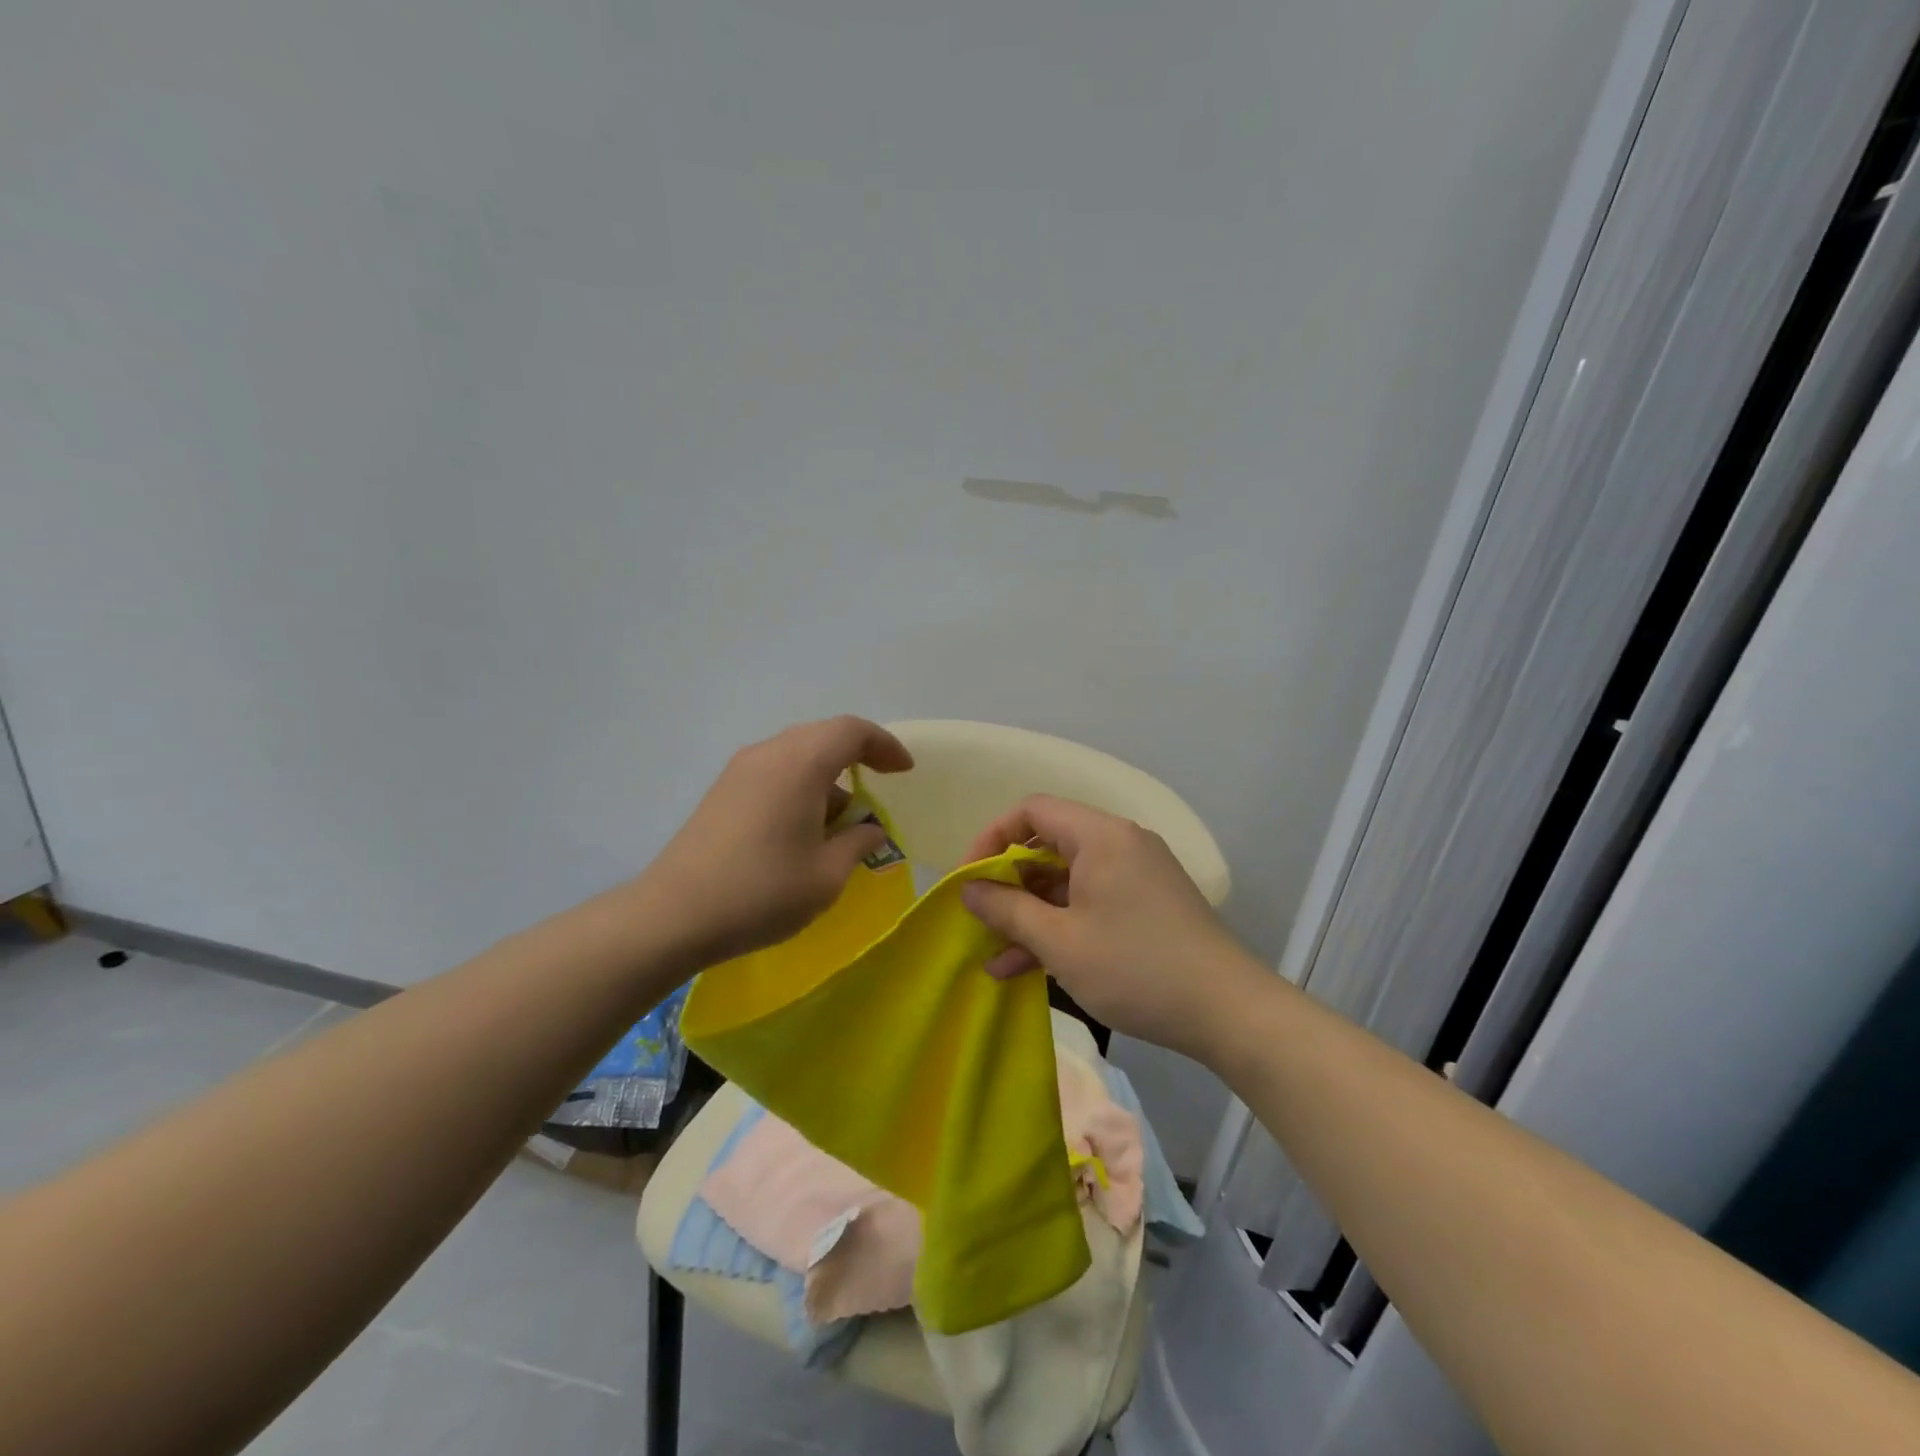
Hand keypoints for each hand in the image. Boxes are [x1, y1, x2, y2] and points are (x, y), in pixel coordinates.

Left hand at [647, 716, 913, 967]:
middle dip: (857, 758)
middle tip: (878, 790)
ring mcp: (740, 770)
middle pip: (823, 737)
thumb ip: (858, 843)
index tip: (904, 771)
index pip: (852, 731)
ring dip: (827, 778)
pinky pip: (774, 771)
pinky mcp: (722, 791)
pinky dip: (800, 787)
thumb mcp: (827, 875)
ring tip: (840, 824)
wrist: (674, 915)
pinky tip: (802, 829)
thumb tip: (871, 830)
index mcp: (801, 763)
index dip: (884, 746)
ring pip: (797, 755)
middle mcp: (769, 753)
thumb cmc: (762, 892)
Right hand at [960, 796, 1260, 1058]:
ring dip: (1031, 913)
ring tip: (995, 955)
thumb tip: (968, 889)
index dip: (992, 839)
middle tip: (980, 918)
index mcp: (1100, 836)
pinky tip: (1029, 967)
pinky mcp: (1146, 905)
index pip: (1032, 810)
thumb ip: (1007, 909)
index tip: (969, 879)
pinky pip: (1091, 902)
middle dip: (1009, 883)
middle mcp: (1120, 844)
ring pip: (1067, 881)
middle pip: (1049, 845)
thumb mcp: (1060, 942)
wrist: (1228, 1012)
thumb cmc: (1135, 967)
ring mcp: (1136, 875)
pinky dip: (1061, 925)